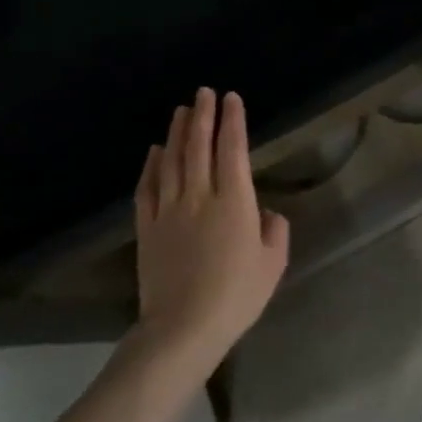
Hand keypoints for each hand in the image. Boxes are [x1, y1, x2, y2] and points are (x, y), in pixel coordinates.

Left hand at [133, 89, 289, 363]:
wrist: (182, 328)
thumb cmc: (236, 296)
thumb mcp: (273, 264)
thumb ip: (274, 231)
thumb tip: (265, 214)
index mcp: (234, 202)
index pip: (233, 150)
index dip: (233, 121)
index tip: (232, 98)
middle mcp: (200, 197)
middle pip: (199, 147)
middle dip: (203, 116)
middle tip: (204, 92)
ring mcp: (169, 211)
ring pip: (172, 161)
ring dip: (177, 133)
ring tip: (182, 111)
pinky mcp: (147, 229)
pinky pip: (147, 188)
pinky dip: (151, 166)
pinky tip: (155, 151)